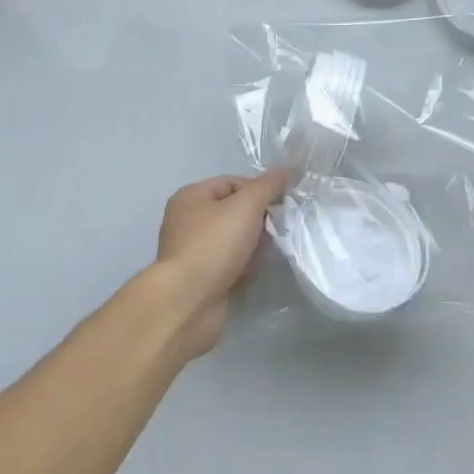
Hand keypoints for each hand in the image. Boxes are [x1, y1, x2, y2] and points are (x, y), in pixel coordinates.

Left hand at [152, 169, 290, 355]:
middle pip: (233, 212)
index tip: (279, 204)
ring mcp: (193, 252)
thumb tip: (286, 170)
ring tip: (268, 253)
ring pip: (234, 240)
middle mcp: (187, 221)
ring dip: (253, 246)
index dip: (258, 190)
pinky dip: (244, 267)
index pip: (232, 182)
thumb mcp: (246, 206)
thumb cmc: (214, 244)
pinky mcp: (201, 280)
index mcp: (191, 197)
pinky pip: (230, 265)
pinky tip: (256, 272)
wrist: (188, 303)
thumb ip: (268, 186)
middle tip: (277, 230)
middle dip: (258, 220)